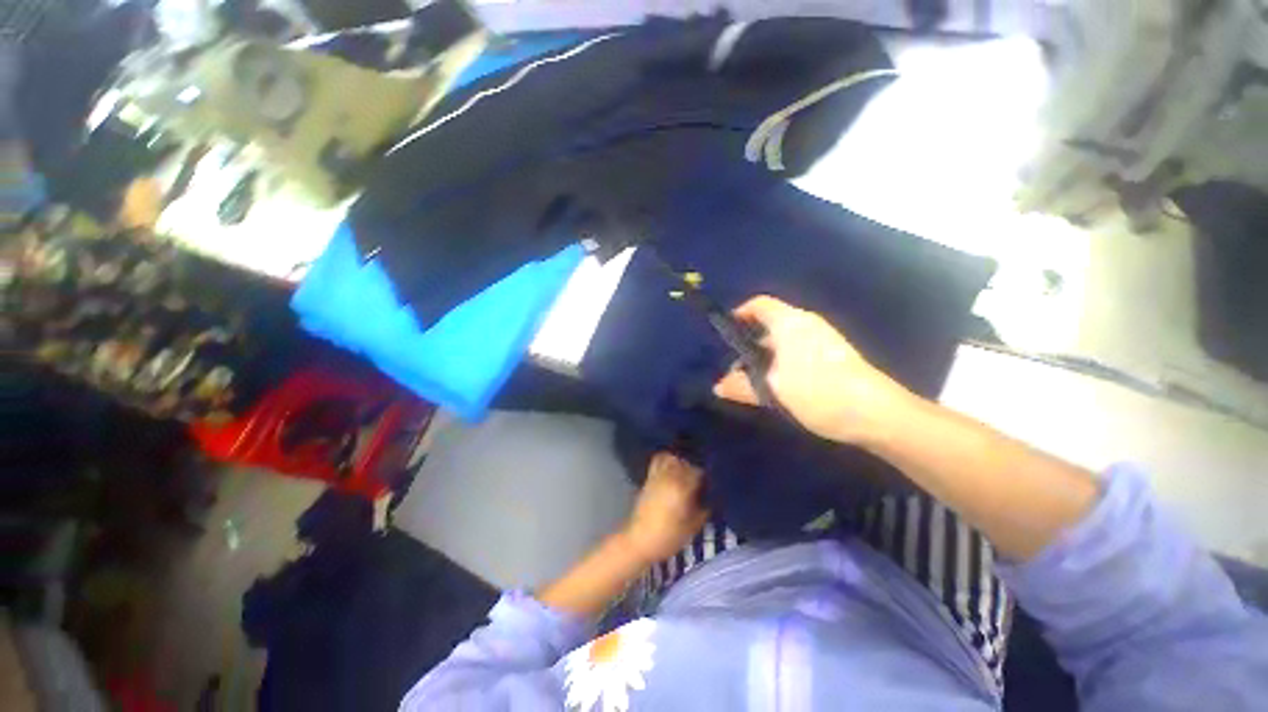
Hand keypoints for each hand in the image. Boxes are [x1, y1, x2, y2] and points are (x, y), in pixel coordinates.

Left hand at [621, 453, 709, 564]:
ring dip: (682, 463)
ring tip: (687, 474)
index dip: (707, 478)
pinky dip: (667, 459)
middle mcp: (670, 476)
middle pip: (687, 463)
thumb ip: (704, 509)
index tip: (712, 486)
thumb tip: (711, 498)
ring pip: (674, 459)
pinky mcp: (649, 477)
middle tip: (702, 482)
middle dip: (696, 470)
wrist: (639, 540)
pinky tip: (673, 468)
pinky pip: (659, 460)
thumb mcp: (693, 527)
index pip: (699, 472)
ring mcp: (658, 475)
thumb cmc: (668, 537)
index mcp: (682, 487)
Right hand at [713, 295, 920, 444]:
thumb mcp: (773, 390)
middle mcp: (806, 324)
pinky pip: (798, 352)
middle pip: (769, 325)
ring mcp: (823, 339)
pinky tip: (779, 388)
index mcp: (789, 322)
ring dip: (765, 358)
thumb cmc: (817, 392)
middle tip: (736, 370)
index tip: (725, 335)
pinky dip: (782, 364)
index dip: (739, 314)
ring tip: (754, 383)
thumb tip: (718, 386)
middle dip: (749, 345)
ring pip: (783, 341)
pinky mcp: (833, 356)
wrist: (876, 413)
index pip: (759, 304)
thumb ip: (742, 385)